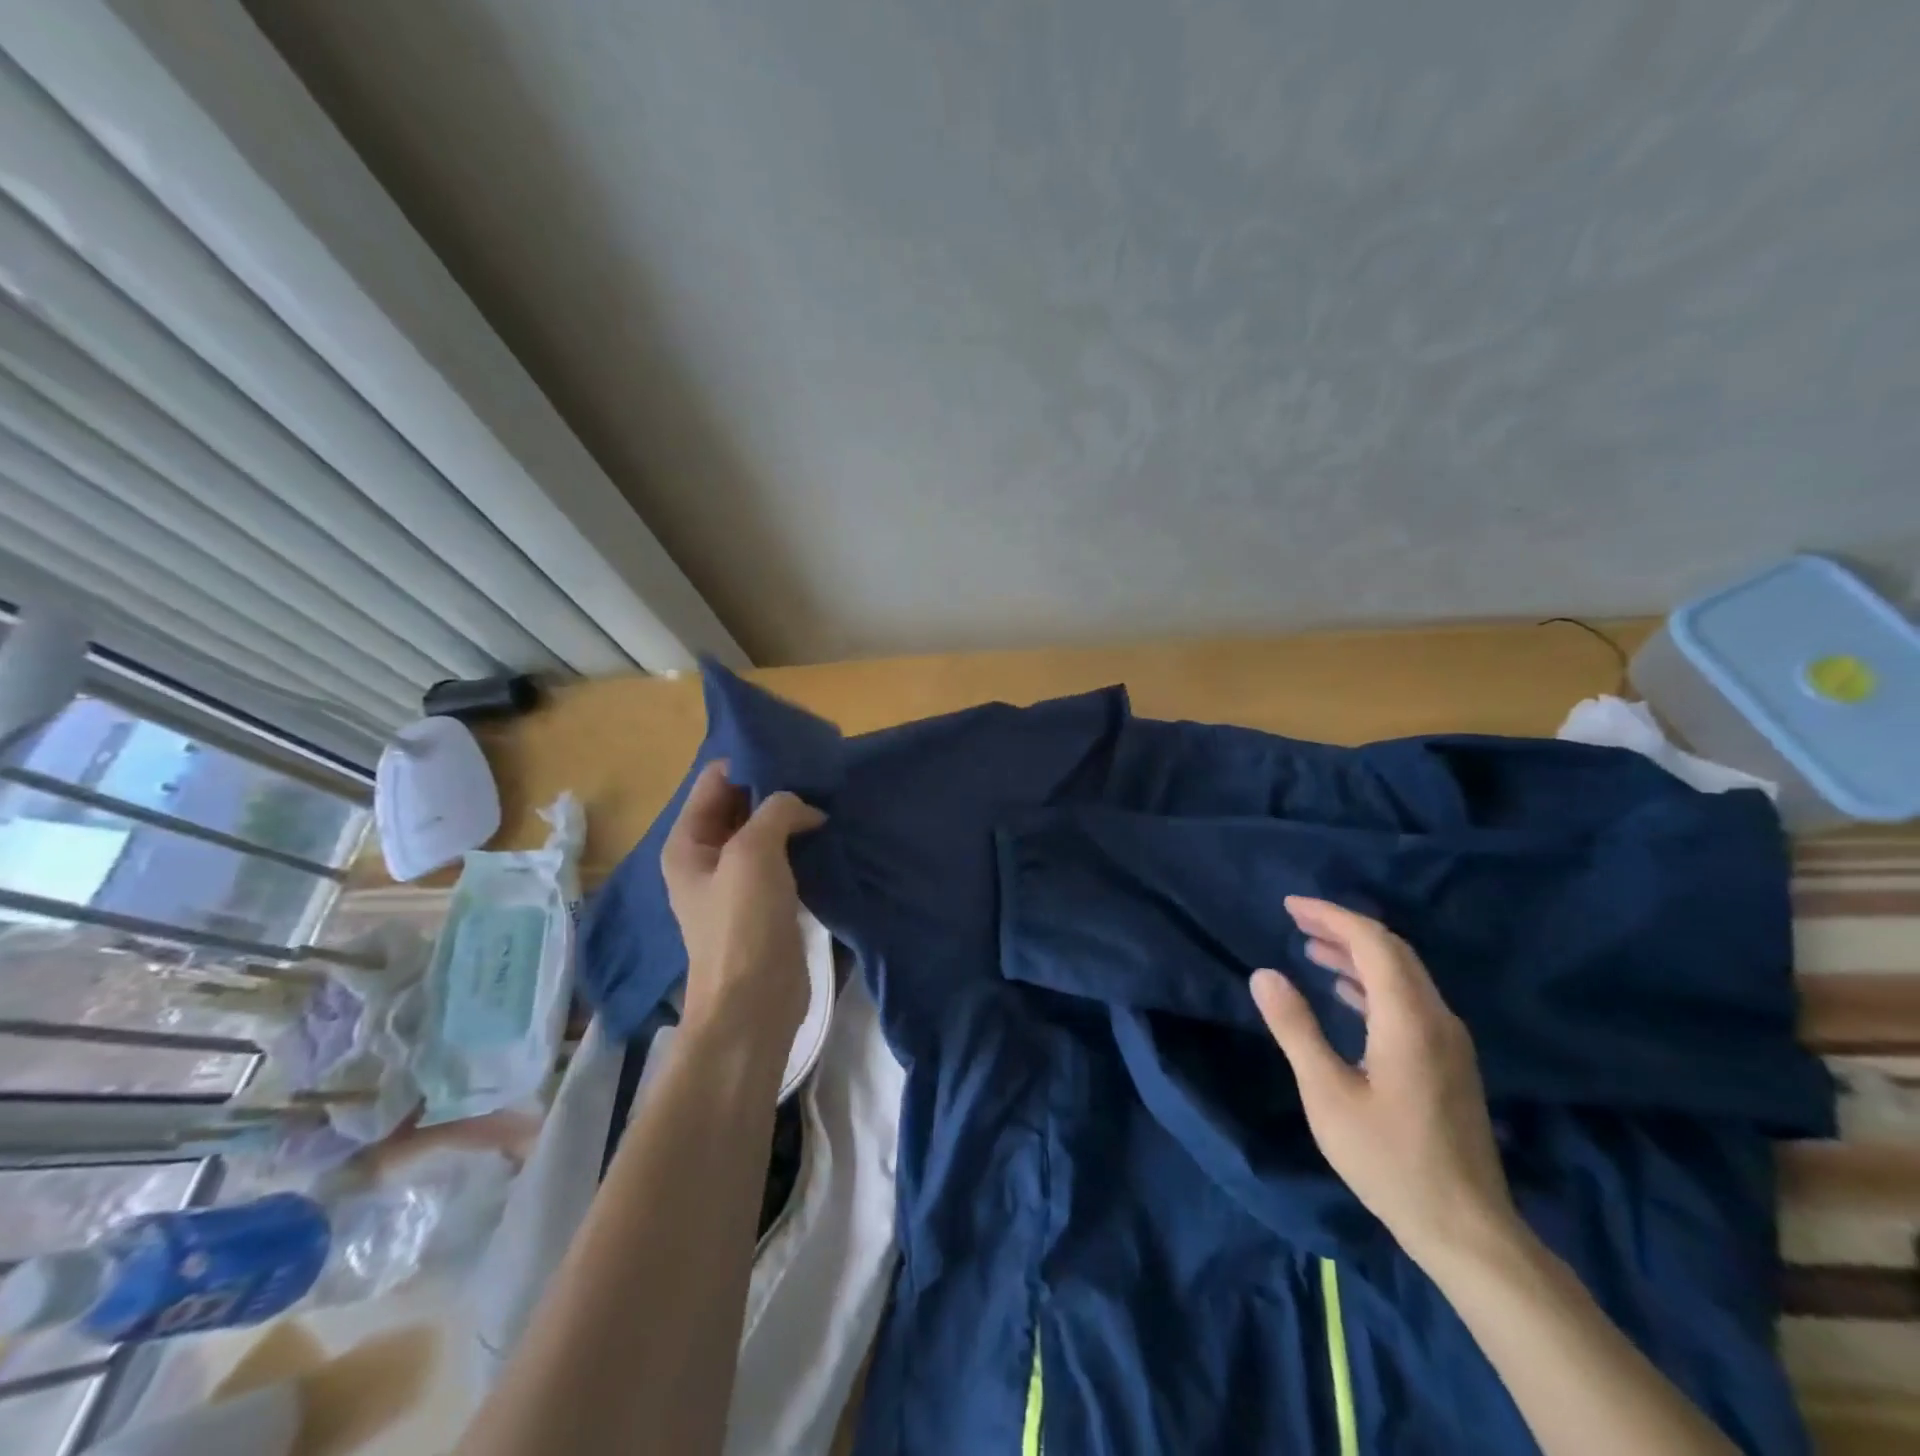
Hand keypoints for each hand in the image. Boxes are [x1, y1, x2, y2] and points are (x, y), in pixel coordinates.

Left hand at [661, 761, 825, 1045]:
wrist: (754, 1004)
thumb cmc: (742, 924)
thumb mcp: (753, 853)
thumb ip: (776, 811)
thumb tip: (805, 808)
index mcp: (688, 841)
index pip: (716, 781)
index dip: (752, 762)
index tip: (796, 751)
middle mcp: (709, 856)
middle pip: (742, 804)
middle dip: (778, 788)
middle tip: (821, 773)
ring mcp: (739, 880)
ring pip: (768, 831)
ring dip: (795, 816)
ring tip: (832, 797)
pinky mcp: (768, 900)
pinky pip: (785, 858)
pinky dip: (804, 843)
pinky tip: (832, 832)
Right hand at [1250, 897, 1519, 1269]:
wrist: (1467, 1228)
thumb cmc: (1388, 1159)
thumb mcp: (1327, 1094)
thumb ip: (1295, 1028)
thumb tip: (1265, 973)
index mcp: (1408, 1019)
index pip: (1372, 943)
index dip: (1331, 916)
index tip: (1290, 906)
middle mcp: (1436, 1018)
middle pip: (1392, 951)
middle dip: (1343, 927)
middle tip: (1296, 920)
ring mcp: (1449, 1040)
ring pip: (1403, 974)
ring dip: (1358, 953)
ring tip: (1311, 948)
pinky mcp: (1449, 1061)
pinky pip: (1410, 999)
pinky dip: (1373, 981)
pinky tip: (1344, 991)